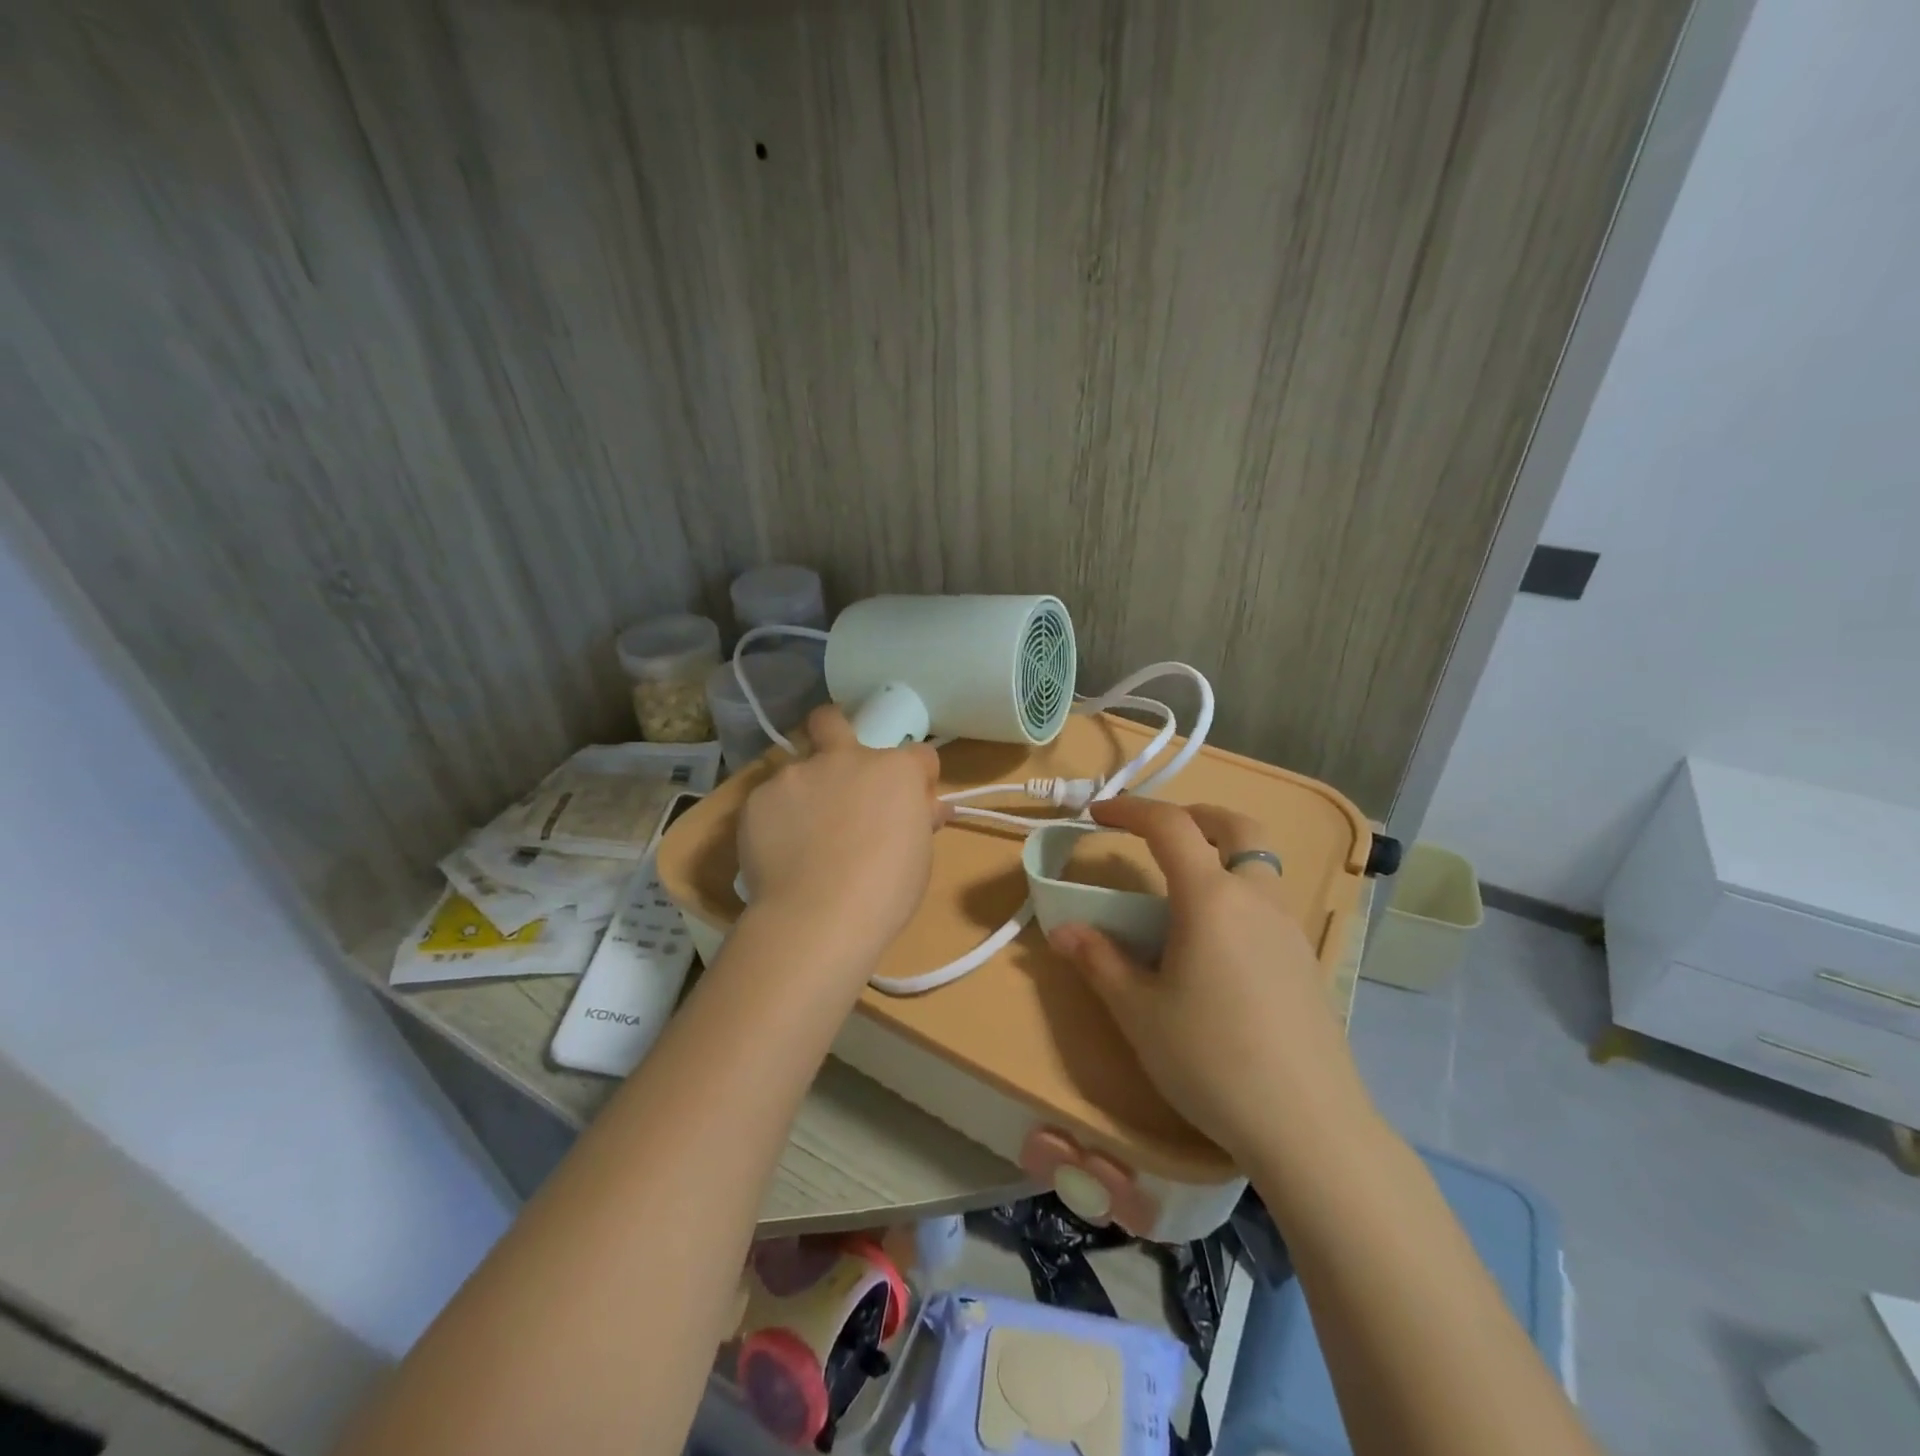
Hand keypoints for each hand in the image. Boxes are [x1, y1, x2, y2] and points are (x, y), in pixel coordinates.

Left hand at [735, 705, 950, 979]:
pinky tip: (779, 850)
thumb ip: (920, 820)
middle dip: (834, 731)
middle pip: (833, 721)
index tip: (914, 802)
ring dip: (805, 789)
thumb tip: (931, 809)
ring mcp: (797, 774)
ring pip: (797, 767)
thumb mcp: (919, 857)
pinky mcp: (758, 797)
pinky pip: (770, 799)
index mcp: (894, 770)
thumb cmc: (886, 890)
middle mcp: (845, 758)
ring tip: (801, 833)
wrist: (819, 916)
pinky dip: (776, 818)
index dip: (919, 777)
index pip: (919, 754)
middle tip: (835, 770)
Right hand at [1047, 797, 1372, 1165]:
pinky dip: (1238, 892)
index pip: (1170, 826)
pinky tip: (1216, 944)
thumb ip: (1099, 962)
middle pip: (1237, 826)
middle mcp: (1257, 898)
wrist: (1308, 1127)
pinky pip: (1269, 902)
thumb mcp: (1139, 1012)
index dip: (1131, 809)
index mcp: (1211, 898)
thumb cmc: (1211, 1060)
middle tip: (1159, 832)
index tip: (1098, 815)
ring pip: (1260, 863)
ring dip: (1221, 852)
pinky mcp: (1305, 960)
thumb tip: (1063, 930)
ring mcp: (1289, 928)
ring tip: (1182, 890)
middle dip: (1195, 815)